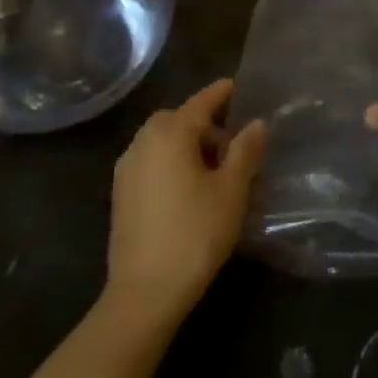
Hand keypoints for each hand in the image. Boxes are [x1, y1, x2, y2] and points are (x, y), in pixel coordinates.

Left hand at [105, 79, 265, 327]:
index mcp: (170, 135)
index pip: (200, 102)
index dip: (220, 93)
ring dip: (185, 141)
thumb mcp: (232, 190)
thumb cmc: (196, 233)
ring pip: (159, 140)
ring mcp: (126, 169)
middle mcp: (143, 143)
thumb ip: (245, 151)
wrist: (145, 291)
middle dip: (202, 120)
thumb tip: (256, 123)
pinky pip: (149, 160)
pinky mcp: (120, 194)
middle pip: (176, 119)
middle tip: (231, 137)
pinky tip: (188, 183)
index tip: (236, 85)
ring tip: (213, 163)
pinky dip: (169, 159)